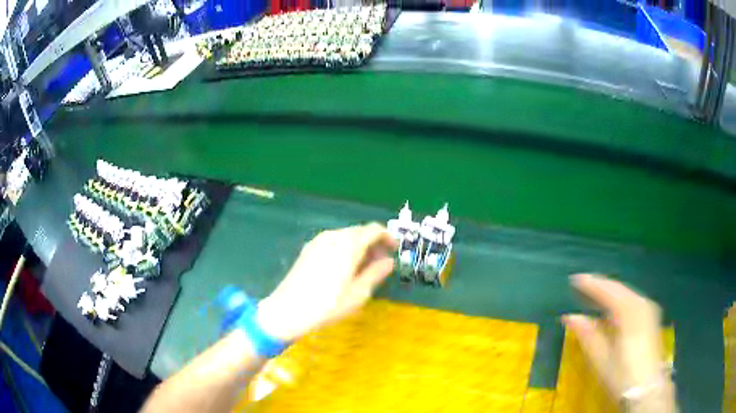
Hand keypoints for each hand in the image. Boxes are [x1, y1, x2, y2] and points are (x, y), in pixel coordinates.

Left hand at [256, 223, 397, 341]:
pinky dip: (345, 248)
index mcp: (348, 244)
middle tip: (382, 262)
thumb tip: (389, 262)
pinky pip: (333, 241)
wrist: (288, 310)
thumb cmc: (327, 305)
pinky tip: (345, 267)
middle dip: (374, 242)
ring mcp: (318, 241)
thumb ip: (376, 273)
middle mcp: (333, 236)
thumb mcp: (358, 293)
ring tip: (365, 267)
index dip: (388, 237)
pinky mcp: (308, 249)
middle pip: (360, 231)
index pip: (374, 230)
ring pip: (346, 236)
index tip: (395, 249)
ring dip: (360, 245)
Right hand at [562, 274, 668, 398]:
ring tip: (595, 293)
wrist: (647, 387)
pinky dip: (620, 299)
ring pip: (627, 293)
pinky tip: (613, 307)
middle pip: (619, 288)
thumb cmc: (622, 375)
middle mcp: (641, 303)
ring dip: (610, 292)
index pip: (607, 291)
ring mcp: (648, 309)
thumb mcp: (601, 358)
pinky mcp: (651, 317)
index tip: (574, 279)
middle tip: (583, 283)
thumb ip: (587, 334)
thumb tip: (570, 317)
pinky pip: (633, 300)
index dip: (590, 284)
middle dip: (601, 284)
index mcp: (628, 311)